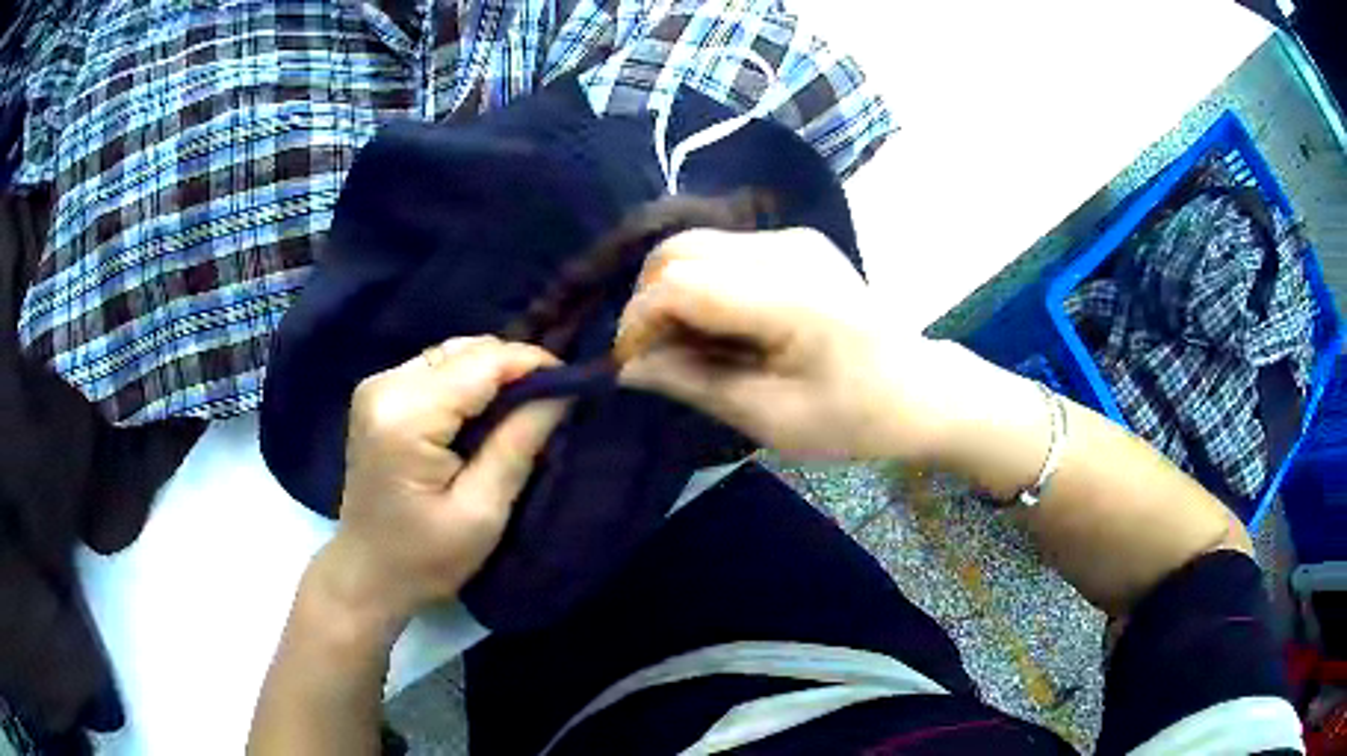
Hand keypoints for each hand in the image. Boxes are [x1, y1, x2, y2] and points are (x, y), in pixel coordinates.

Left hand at [312, 336, 567, 636]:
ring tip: (525, 406)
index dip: (532, 364)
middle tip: (553, 400)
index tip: (574, 383)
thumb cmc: (425, 558)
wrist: (367, 573)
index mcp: (406, 416)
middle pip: (465, 351)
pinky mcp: (378, 394)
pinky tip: (485, 411)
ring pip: (452, 355)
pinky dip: (468, 382)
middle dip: (514, 368)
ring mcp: (377, 385)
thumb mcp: (482, 511)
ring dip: (492, 374)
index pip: (481, 363)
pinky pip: (436, 369)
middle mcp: (386, 385)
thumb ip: (518, 444)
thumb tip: (561, 392)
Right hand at [615, 228, 955, 460]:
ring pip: (694, 245)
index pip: (678, 282)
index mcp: (788, 298)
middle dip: (648, 302)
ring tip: (688, 344)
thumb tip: (627, 366)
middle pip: (677, 250)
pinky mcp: (795, 242)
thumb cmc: (853, 417)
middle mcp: (785, 249)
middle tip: (656, 355)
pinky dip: (701, 284)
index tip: (632, 366)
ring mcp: (792, 238)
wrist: (918, 388)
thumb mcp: (770, 418)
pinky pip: (722, 251)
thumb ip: (693, 383)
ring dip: (672, 291)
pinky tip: (720, 325)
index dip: (639, 322)